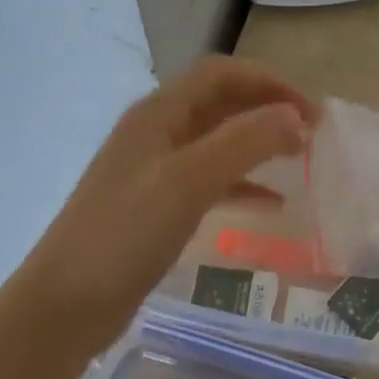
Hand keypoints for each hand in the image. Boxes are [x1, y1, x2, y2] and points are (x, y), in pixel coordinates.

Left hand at [18, 56, 313, 356]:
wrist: (66, 304)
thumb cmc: (126, 234)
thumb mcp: (189, 181)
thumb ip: (244, 142)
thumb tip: (294, 115)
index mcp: (159, 113)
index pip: (222, 74)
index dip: (269, 82)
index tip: (311, 111)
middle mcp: (157, 132)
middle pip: (221, 103)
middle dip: (267, 110)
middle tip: (312, 135)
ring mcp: (155, 170)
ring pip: (218, 142)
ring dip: (259, 144)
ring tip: (299, 160)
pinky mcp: (157, 205)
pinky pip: (210, 181)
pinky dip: (243, 185)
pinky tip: (272, 205)